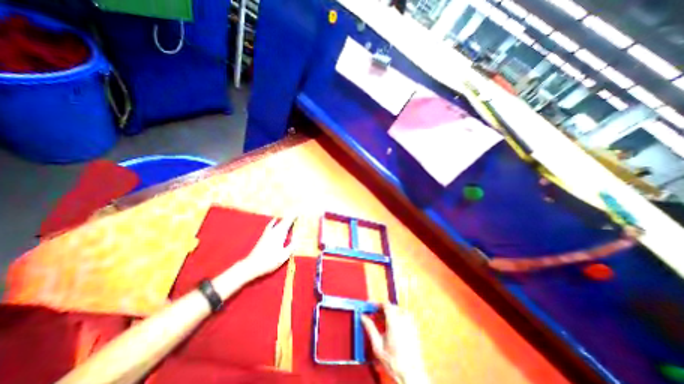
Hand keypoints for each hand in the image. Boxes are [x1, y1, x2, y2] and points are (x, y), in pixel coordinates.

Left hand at [239, 217, 295, 278]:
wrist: (252, 265)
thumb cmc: (269, 261)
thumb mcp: (283, 256)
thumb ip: (291, 247)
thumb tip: (297, 240)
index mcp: (279, 234)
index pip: (288, 223)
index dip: (293, 217)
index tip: (299, 213)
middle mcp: (273, 231)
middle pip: (283, 221)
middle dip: (290, 217)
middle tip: (297, 215)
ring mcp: (268, 233)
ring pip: (277, 223)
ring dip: (284, 219)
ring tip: (289, 217)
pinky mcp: (264, 236)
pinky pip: (271, 225)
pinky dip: (275, 222)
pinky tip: (275, 220)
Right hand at [360, 305, 428, 382]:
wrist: (411, 375)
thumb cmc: (395, 362)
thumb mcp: (377, 346)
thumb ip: (370, 328)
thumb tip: (363, 317)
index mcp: (394, 322)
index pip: (386, 305)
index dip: (377, 304)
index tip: (371, 307)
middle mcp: (404, 320)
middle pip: (392, 307)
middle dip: (383, 309)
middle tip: (375, 315)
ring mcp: (410, 324)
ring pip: (398, 311)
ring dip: (390, 313)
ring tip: (382, 322)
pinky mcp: (414, 329)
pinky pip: (405, 317)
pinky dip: (397, 318)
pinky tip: (392, 328)